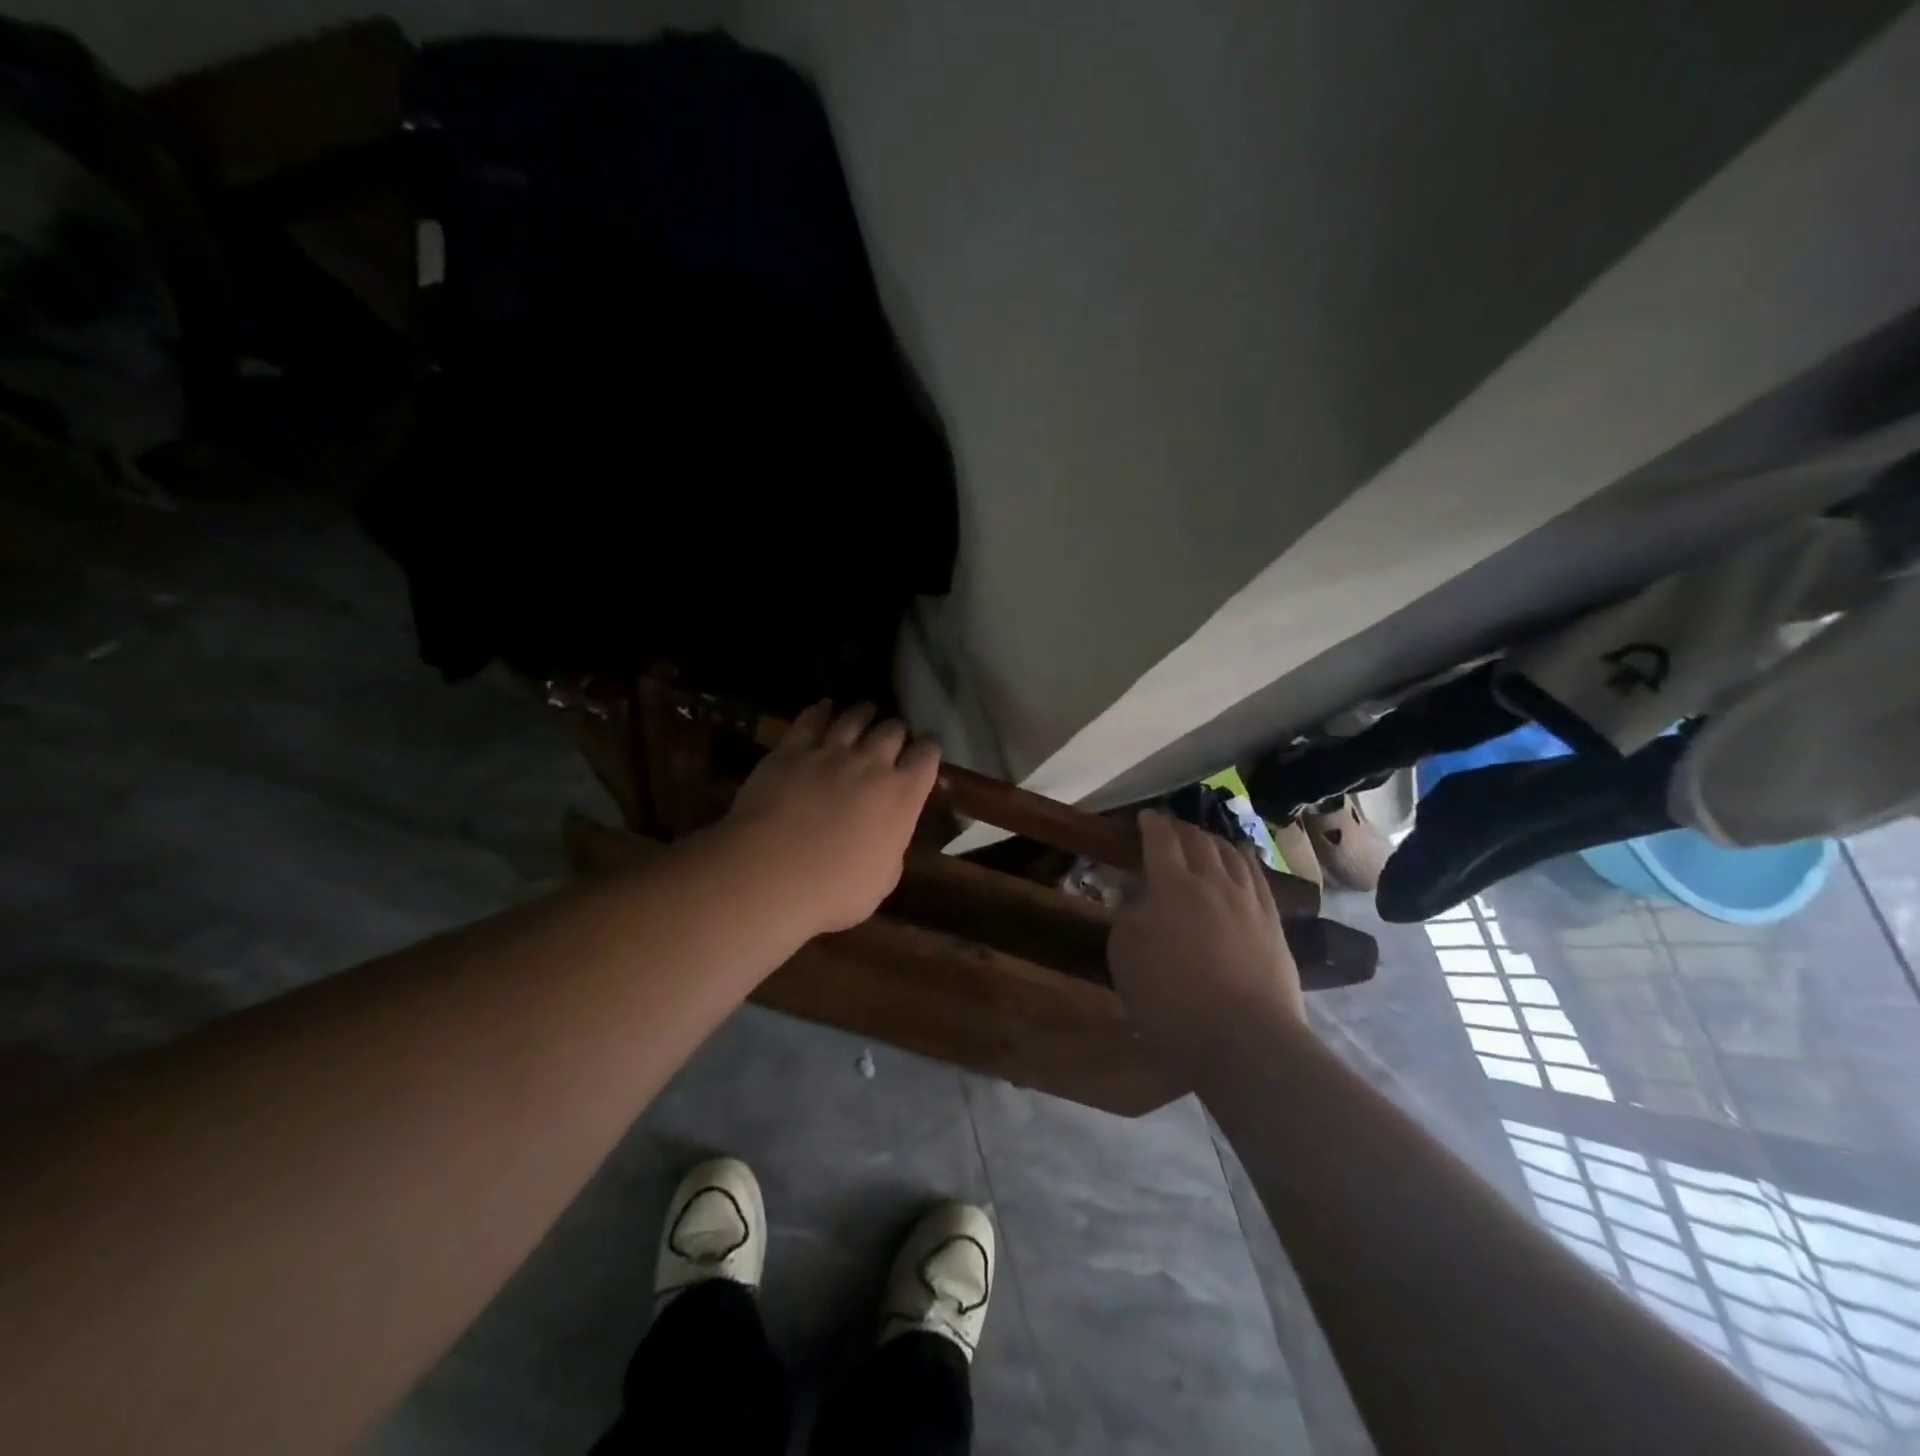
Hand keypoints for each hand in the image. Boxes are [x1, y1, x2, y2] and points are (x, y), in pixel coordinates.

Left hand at [722, 701, 941, 935]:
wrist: (771, 873)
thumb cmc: (834, 890)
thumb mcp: (882, 880)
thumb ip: (890, 848)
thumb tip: (887, 837)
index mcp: (902, 796)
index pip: (927, 757)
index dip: (929, 749)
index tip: (927, 748)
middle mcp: (871, 764)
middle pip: (892, 731)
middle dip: (897, 730)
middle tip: (894, 734)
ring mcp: (829, 753)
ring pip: (854, 718)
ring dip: (864, 713)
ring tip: (867, 710)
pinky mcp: (791, 751)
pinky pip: (810, 720)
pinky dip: (821, 710)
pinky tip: (824, 706)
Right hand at [1107, 811, 1305, 1069]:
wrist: (1245, 1039)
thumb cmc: (1172, 999)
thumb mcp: (1125, 957)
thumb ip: (1127, 917)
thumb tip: (1135, 897)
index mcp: (1172, 885)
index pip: (1161, 839)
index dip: (1151, 823)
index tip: (1145, 817)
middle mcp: (1213, 881)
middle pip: (1198, 840)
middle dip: (1181, 829)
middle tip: (1169, 829)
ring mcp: (1249, 901)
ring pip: (1231, 854)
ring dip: (1213, 841)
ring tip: (1204, 841)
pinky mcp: (1273, 923)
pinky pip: (1258, 878)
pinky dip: (1245, 861)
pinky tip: (1242, 861)